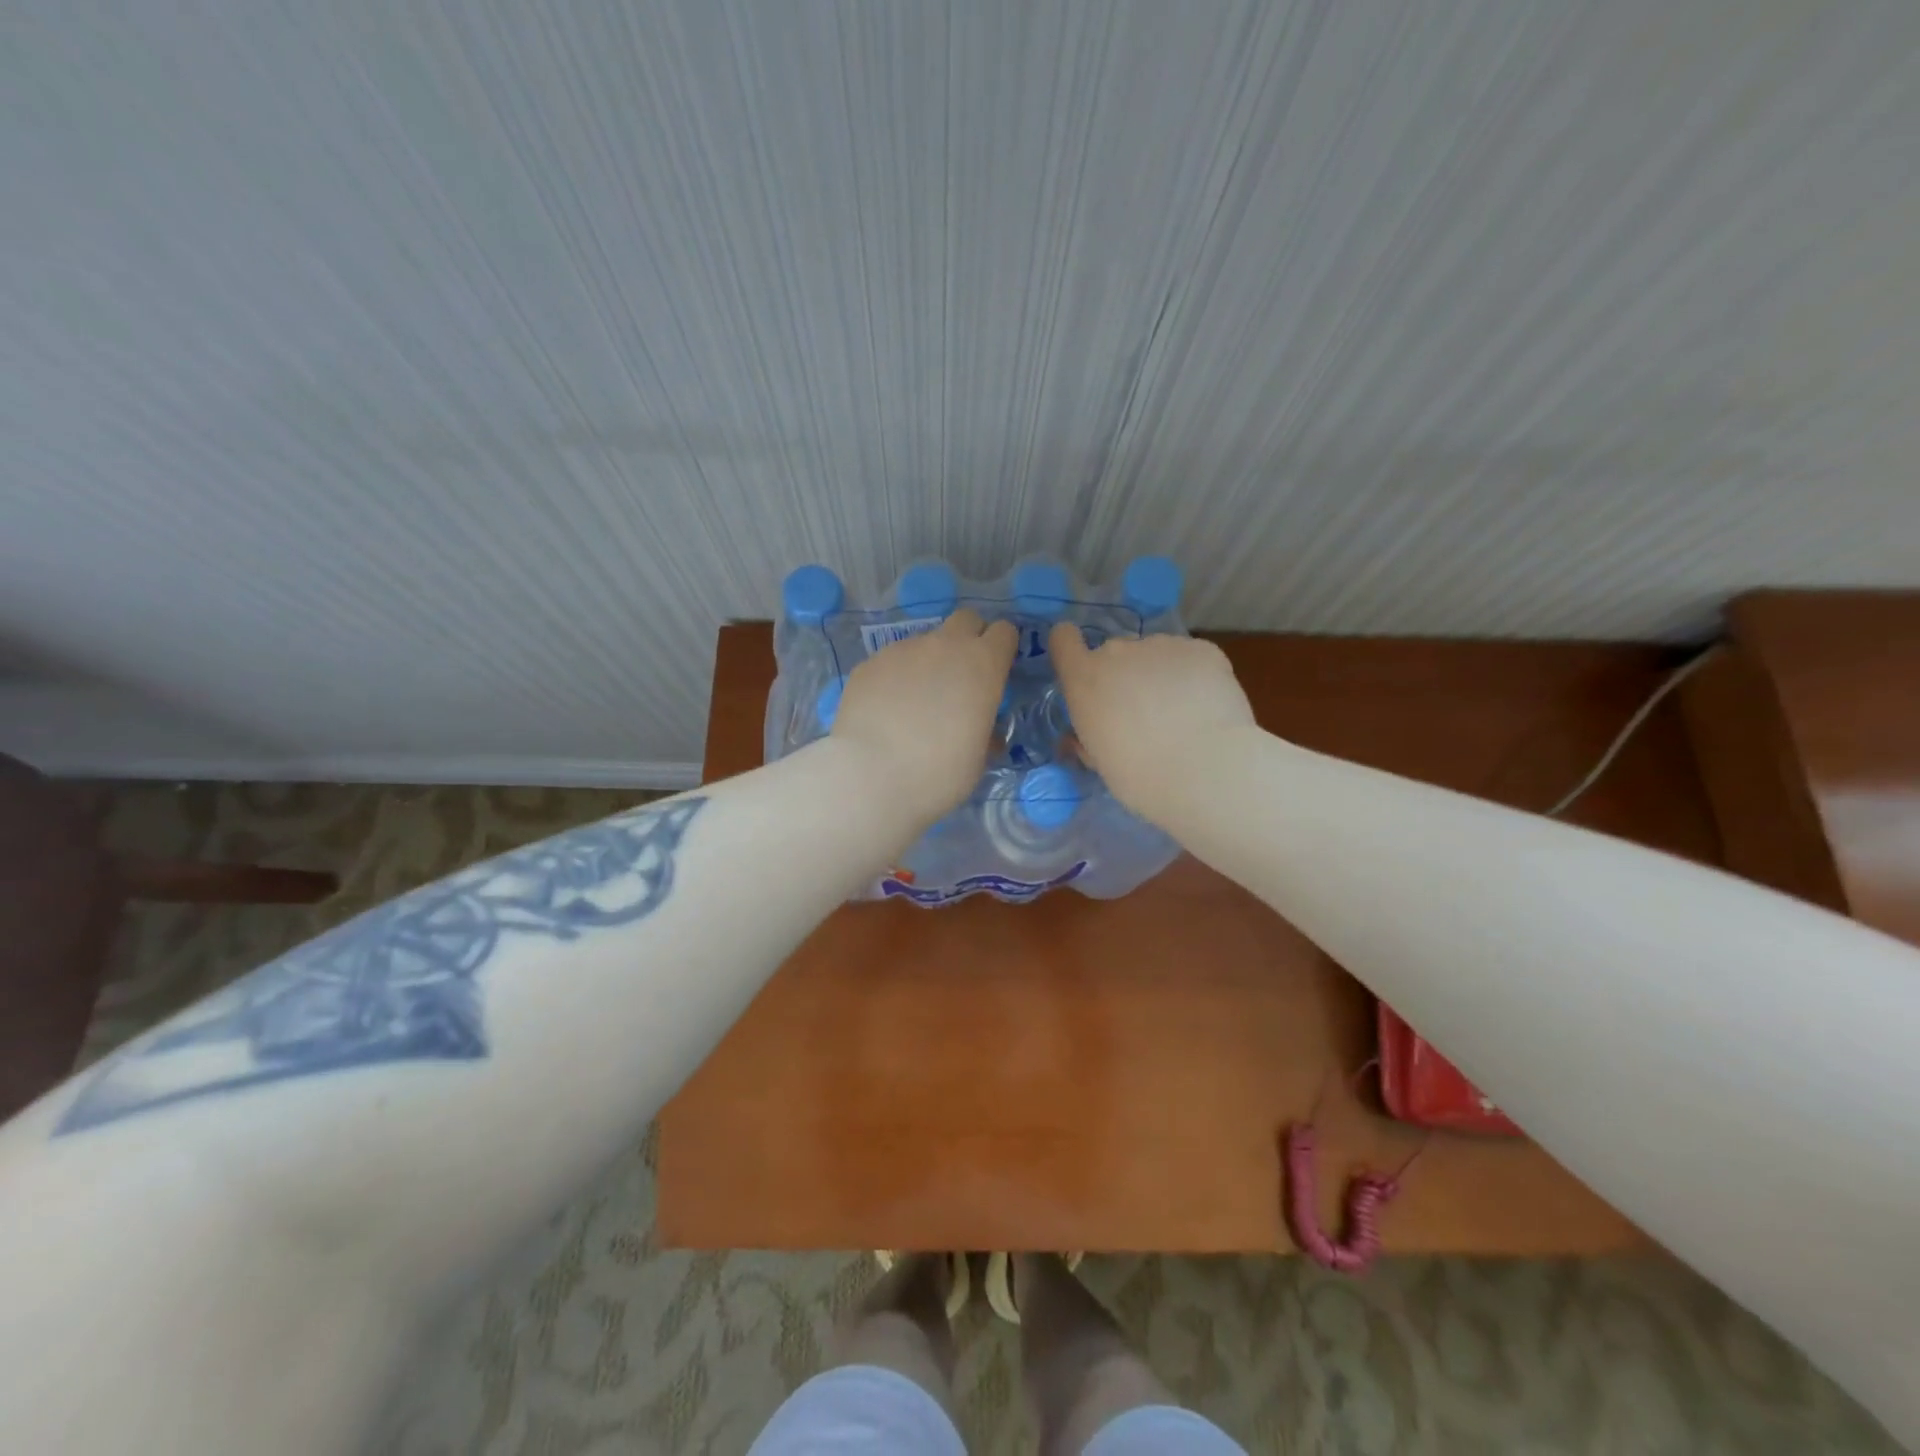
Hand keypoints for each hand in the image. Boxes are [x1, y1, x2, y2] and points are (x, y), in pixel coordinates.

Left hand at [832, 609, 1017, 826]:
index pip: (1004, 632)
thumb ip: (985, 732)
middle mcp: (944, 646)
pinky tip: (886, 710)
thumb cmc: (939, 773)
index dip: (1002, 649)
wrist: (871, 776)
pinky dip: (895, 678)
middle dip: (969, 639)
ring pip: (925, 642)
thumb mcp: (978, 759)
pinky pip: (891, 661)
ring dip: (929, 662)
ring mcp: (902, 650)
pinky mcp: (869, 663)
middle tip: (962, 676)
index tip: (997, 671)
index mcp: (982, 665)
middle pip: (966, 620)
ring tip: (915, 703)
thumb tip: (985, 730)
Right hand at [1049, 624, 1256, 821]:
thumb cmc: (1139, 776)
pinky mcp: (1202, 649)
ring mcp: (1162, 645)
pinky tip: (1206, 707)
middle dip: (1124, 676)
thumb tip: (1082, 738)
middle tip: (1144, 715)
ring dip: (1160, 676)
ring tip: (1182, 714)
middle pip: (1114, 654)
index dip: (1071, 650)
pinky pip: (1190, 658)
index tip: (1084, 670)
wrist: (1204, 770)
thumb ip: (1087, 738)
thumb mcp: (1099, 761)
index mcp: (1084, 679)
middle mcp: (1118, 651)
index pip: (1063, 640)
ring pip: (1155, 656)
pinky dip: (1195, 676)